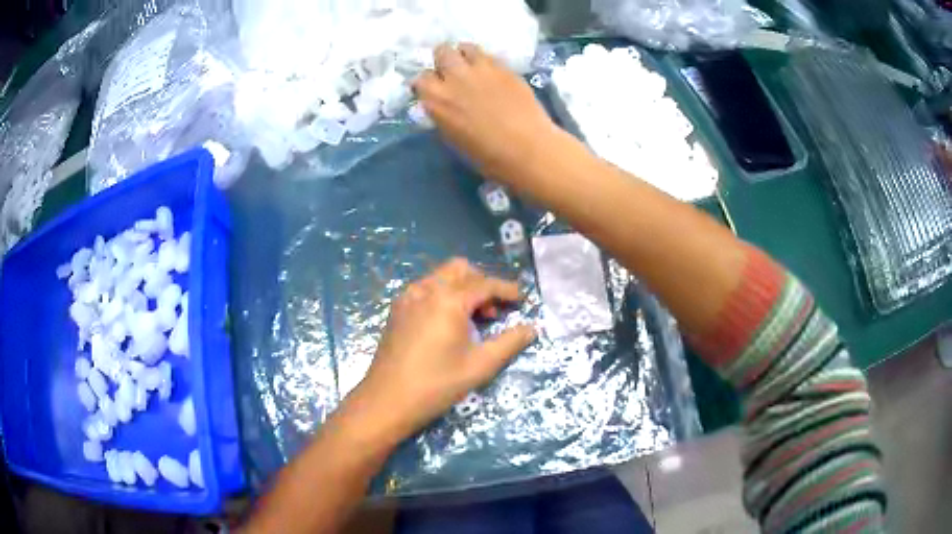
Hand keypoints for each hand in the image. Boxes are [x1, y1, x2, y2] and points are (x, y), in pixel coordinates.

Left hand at [349, 258, 535, 440]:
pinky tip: (447, 323)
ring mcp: (407, 297)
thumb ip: (510, 343)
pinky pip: (425, 289)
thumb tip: (532, 329)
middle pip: (460, 270)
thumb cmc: (437, 384)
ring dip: (462, 288)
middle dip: (482, 284)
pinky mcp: (397, 309)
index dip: (507, 289)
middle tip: (494, 311)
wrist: (387, 400)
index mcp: (448, 299)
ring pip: (441, 277)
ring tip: (472, 320)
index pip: (485, 283)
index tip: (522, 299)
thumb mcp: (480, 365)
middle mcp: (425, 289)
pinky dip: (443, 295)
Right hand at [413, 43, 559, 179]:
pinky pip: (489, 56)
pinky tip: (492, 73)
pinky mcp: (504, 67)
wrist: (527, 148)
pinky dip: (486, 61)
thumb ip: (443, 114)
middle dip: (444, 60)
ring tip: (471, 66)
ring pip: (465, 47)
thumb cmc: (487, 155)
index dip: (428, 83)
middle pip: (442, 52)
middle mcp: (454, 77)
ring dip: (465, 55)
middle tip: (452, 72)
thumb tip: (443, 105)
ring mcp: (481, 68)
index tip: (434, 89)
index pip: (421, 79)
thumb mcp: (453, 138)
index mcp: (436, 99)